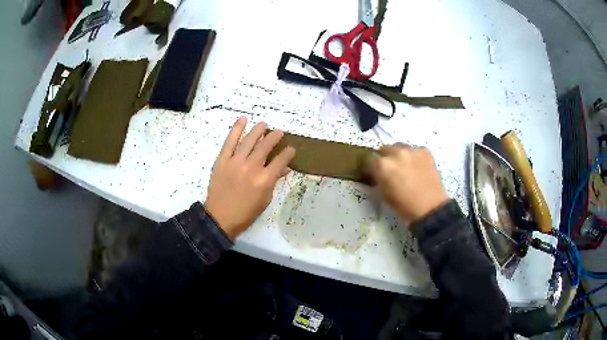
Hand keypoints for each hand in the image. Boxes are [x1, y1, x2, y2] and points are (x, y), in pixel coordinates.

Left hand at [204, 117, 295, 239]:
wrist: (220, 217)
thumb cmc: (245, 213)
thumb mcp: (265, 199)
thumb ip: (274, 181)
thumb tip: (285, 168)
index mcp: (265, 180)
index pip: (280, 160)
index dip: (288, 153)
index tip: (291, 148)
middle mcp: (252, 167)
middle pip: (265, 146)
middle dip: (274, 137)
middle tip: (279, 132)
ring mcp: (236, 162)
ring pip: (249, 141)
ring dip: (258, 130)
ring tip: (264, 124)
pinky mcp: (222, 160)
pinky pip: (230, 141)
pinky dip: (236, 129)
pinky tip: (243, 119)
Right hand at [371, 144, 448, 223]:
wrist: (430, 207)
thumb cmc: (403, 205)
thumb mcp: (383, 194)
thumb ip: (378, 179)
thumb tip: (378, 173)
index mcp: (383, 165)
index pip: (370, 159)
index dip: (373, 167)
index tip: (376, 173)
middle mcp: (396, 153)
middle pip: (385, 149)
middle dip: (386, 158)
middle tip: (391, 170)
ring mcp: (412, 151)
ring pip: (401, 147)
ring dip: (400, 155)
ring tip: (406, 168)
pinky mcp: (425, 152)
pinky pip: (416, 151)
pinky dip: (415, 157)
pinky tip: (418, 168)